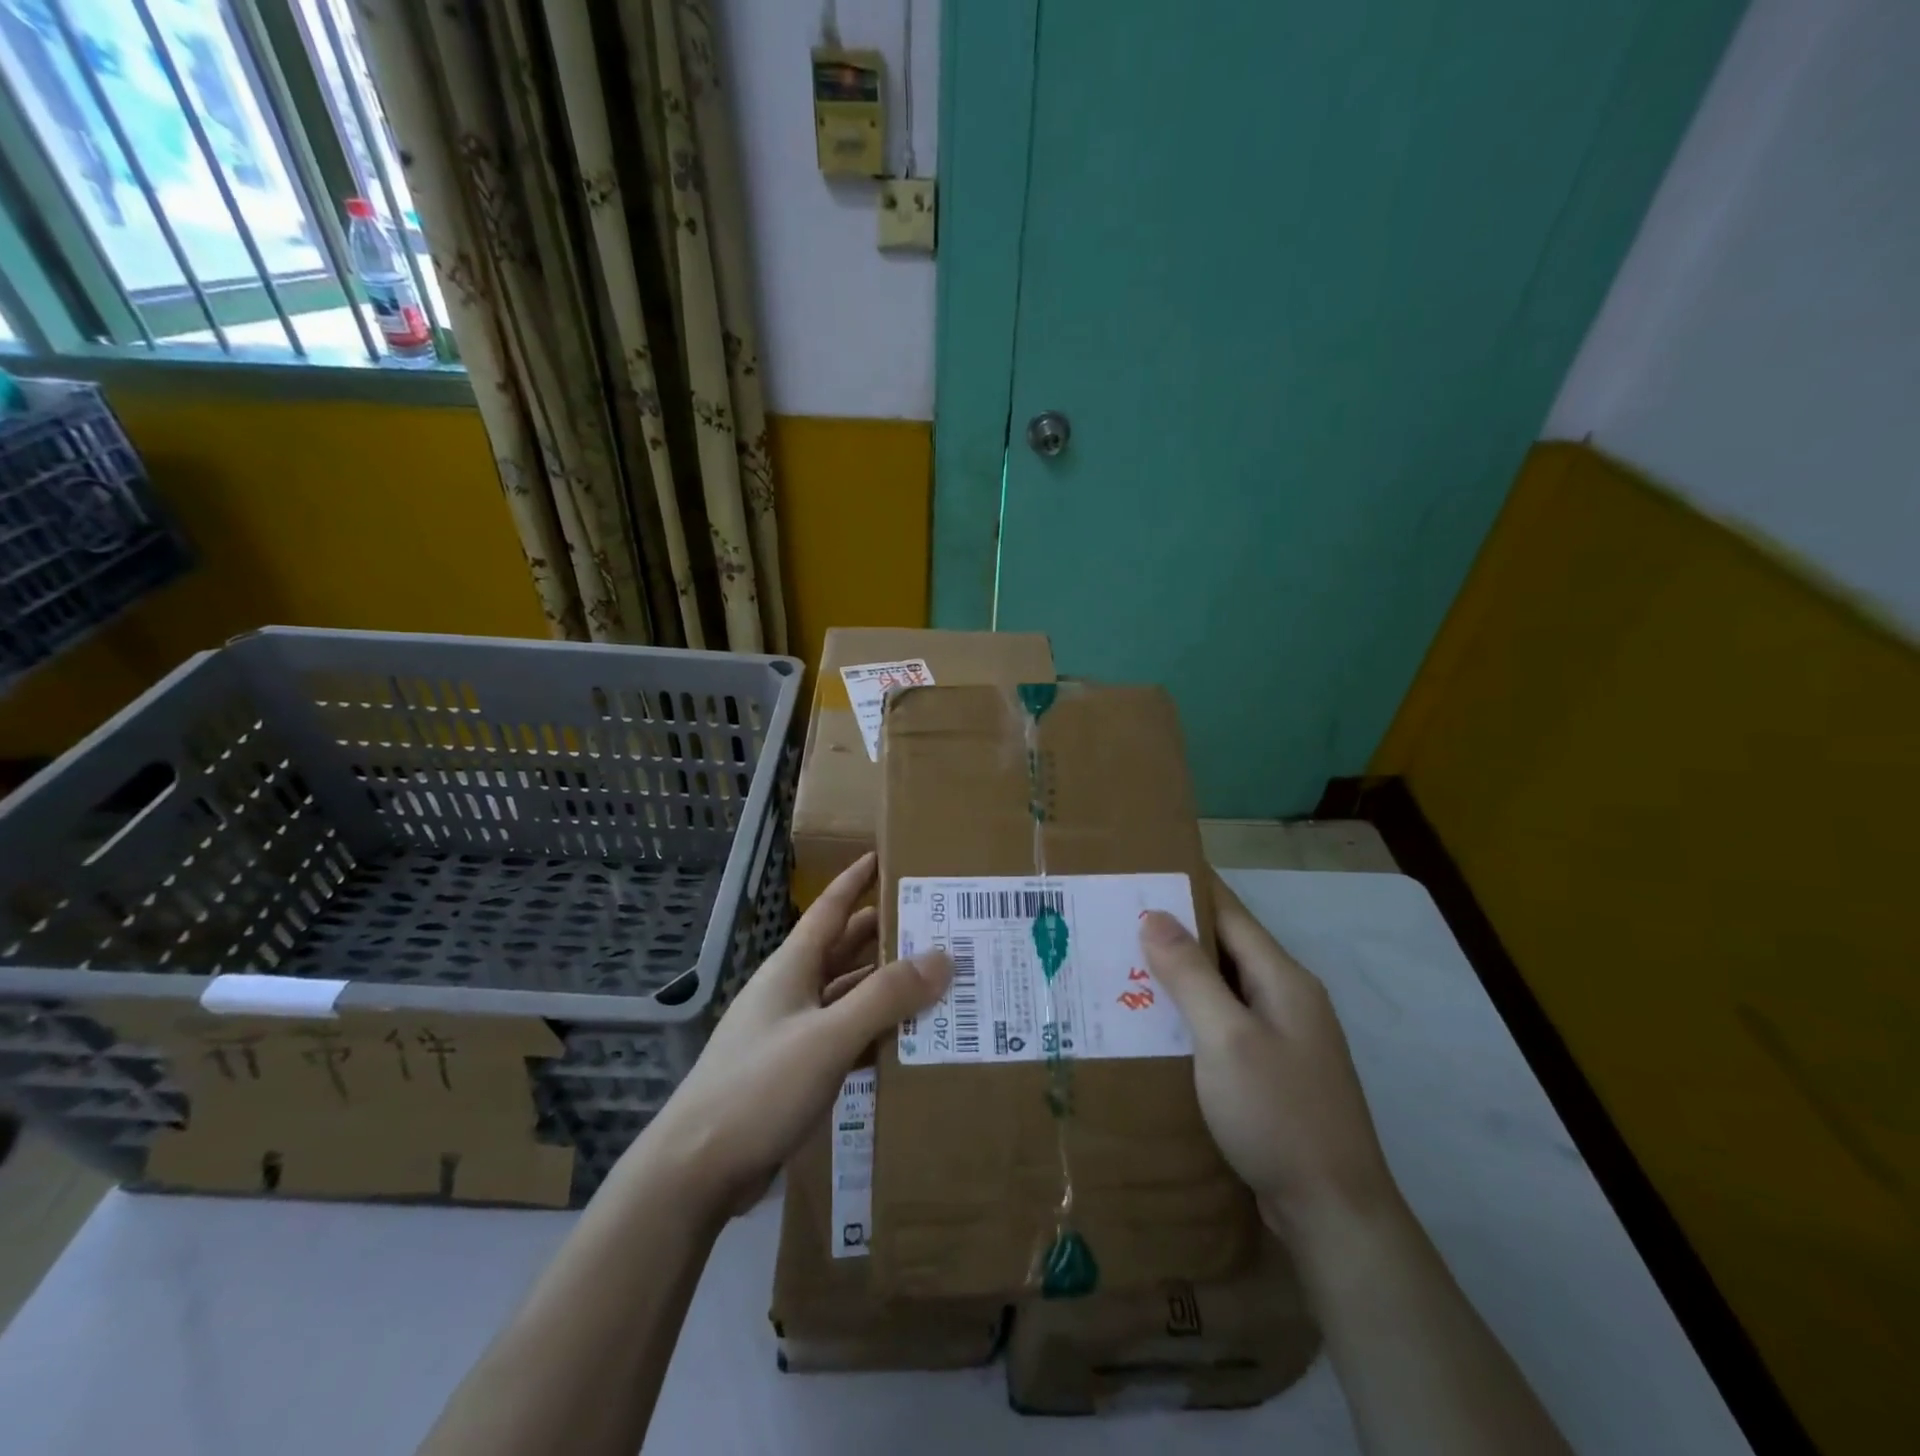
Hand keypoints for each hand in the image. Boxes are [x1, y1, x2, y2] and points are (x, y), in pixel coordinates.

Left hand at [642, 851, 951, 1217]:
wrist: (696, 1171)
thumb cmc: (759, 1087)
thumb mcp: (828, 1037)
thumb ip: (885, 997)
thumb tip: (942, 957)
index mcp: (792, 968)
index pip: (830, 909)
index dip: (856, 880)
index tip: (887, 858)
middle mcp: (793, 991)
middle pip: (844, 950)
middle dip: (885, 935)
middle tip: (937, 925)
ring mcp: (793, 1033)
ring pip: (848, 996)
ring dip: (886, 988)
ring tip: (936, 981)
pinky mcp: (796, 1071)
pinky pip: (846, 1038)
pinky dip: (875, 1033)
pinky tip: (909, 1040)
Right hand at [1140, 873, 1399, 1241]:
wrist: (1333, 1213)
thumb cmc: (1278, 1114)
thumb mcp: (1226, 1037)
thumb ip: (1190, 973)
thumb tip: (1154, 914)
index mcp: (1282, 978)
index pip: (1228, 911)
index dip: (1186, 886)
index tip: (1138, 869)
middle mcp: (1285, 997)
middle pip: (1223, 947)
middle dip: (1171, 930)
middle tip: (1112, 919)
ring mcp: (1281, 1036)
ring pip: (1220, 987)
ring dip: (1176, 974)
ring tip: (1119, 963)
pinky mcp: (1269, 1070)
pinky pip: (1222, 1023)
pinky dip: (1187, 1012)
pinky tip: (1151, 1022)